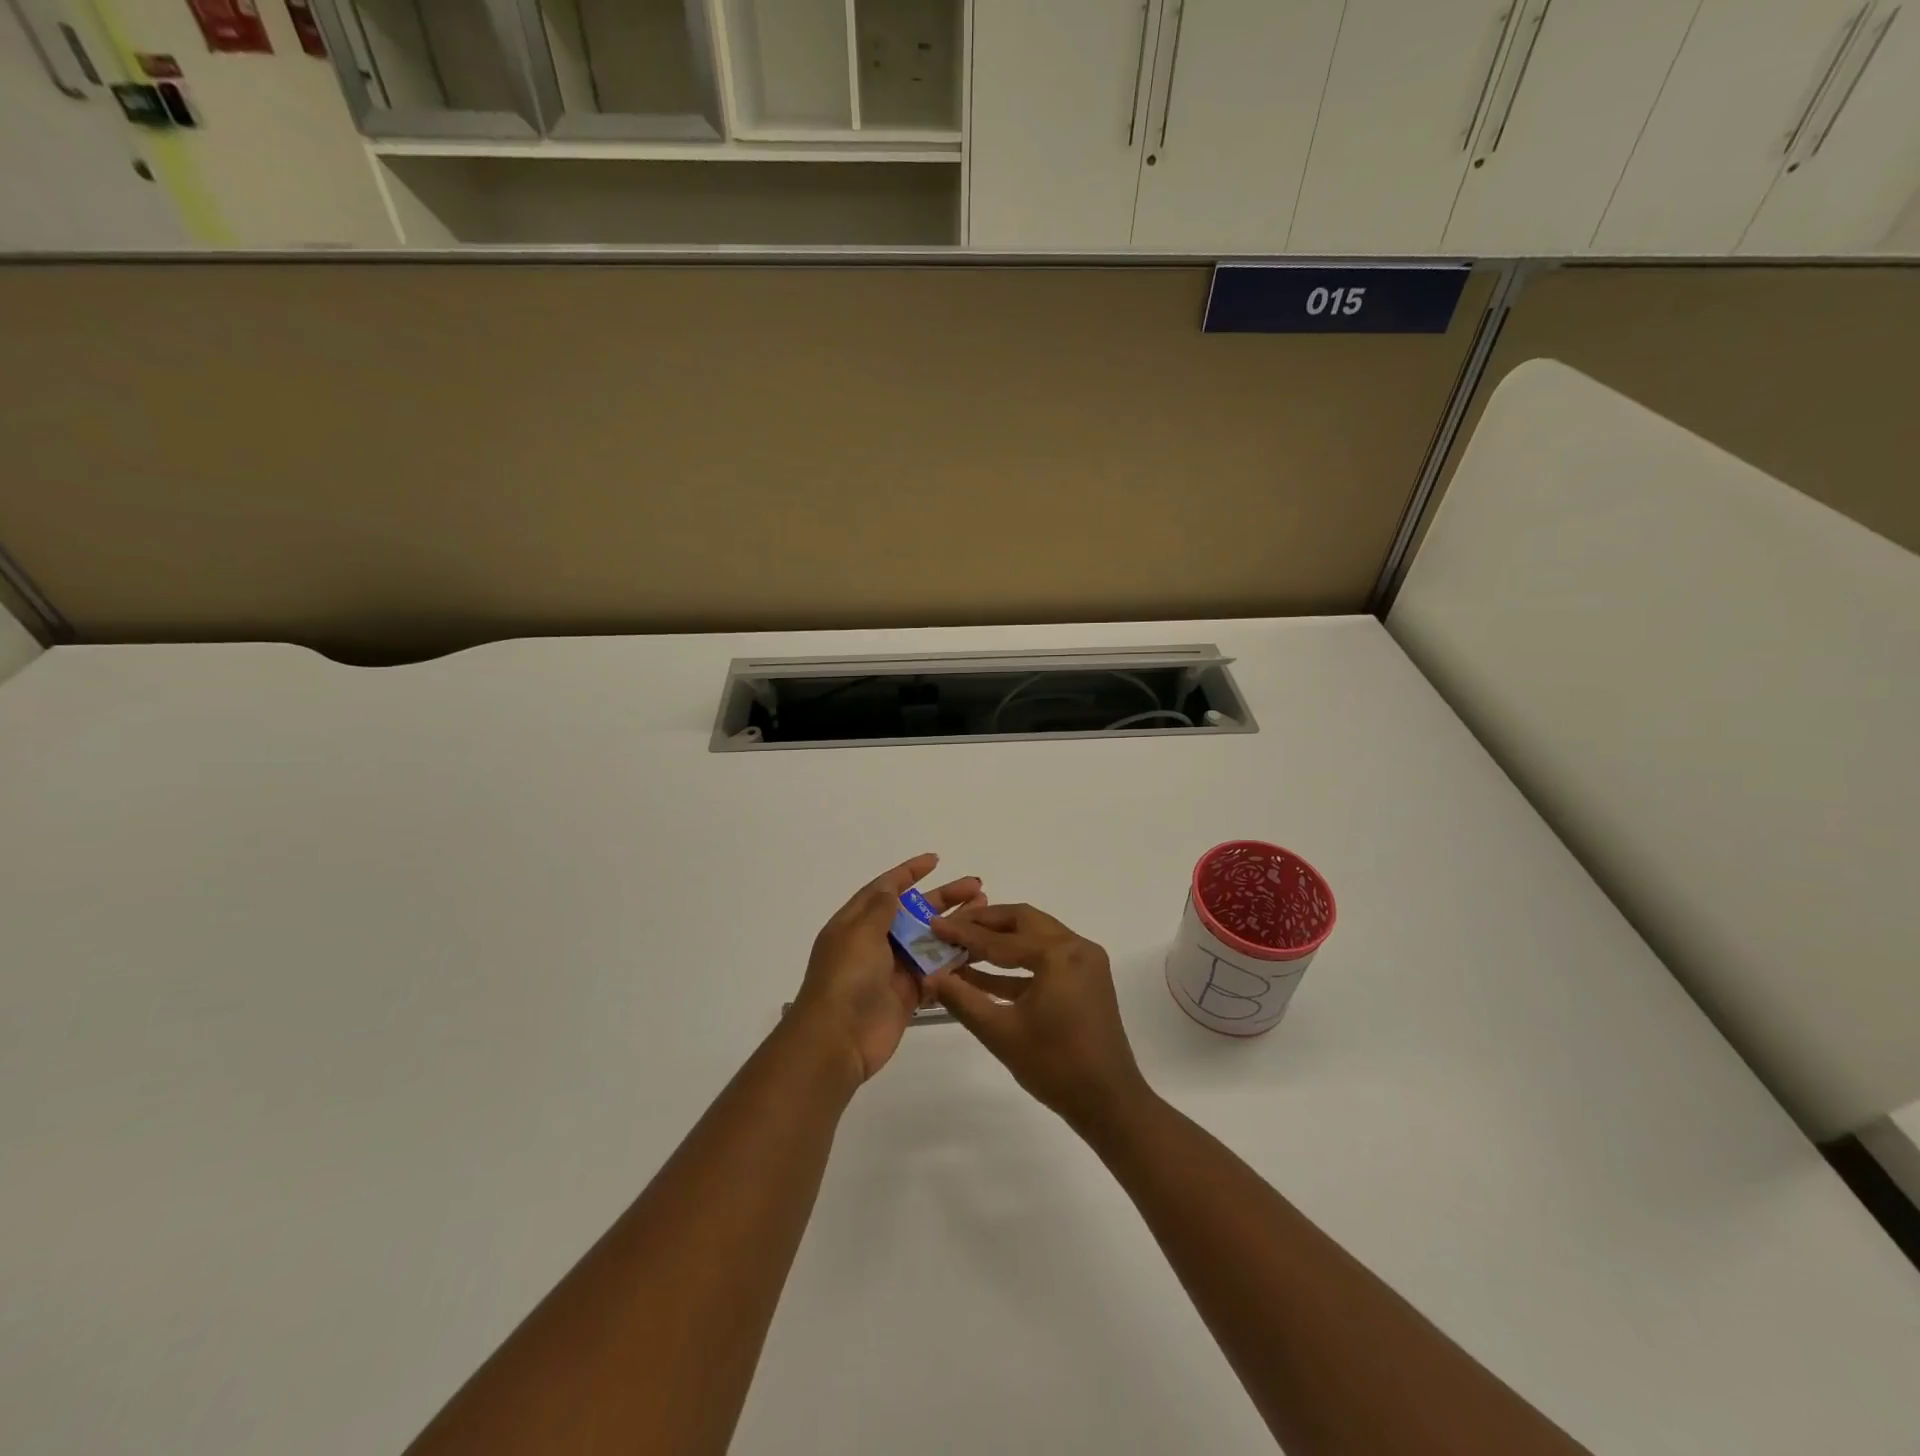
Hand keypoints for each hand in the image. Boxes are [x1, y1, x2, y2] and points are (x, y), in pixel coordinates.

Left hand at [791, 853, 984, 1084]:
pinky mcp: (908, 994)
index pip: (885, 889)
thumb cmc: (846, 978)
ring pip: (929, 940)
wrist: (838, 1040)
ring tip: (984, 911)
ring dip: (955, 926)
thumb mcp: (859, 933)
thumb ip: (880, 908)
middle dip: (944, 898)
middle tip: (977, 887)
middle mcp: (875, 942)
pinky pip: (935, 971)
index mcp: (857, 923)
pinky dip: (954, 960)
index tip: (936, 860)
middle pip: (914, 912)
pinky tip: (978, 948)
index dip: (909, 872)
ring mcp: (893, 969)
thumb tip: (891, 887)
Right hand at [928, 903, 1150, 1133]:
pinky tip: (984, 975)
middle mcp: (1076, 946)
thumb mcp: (1000, 1031)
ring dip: (1000, 942)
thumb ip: (962, 999)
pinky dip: (1017, 964)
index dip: (963, 932)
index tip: (934, 924)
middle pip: (1022, 922)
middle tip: (951, 928)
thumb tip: (929, 976)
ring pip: (1035, 937)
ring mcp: (1085, 961)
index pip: (1000, 938)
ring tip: (962, 949)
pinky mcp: (1086, 978)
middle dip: (985, 924)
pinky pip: (1046, 959)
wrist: (1108, 1102)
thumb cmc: (1054, 1065)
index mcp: (1058, 953)